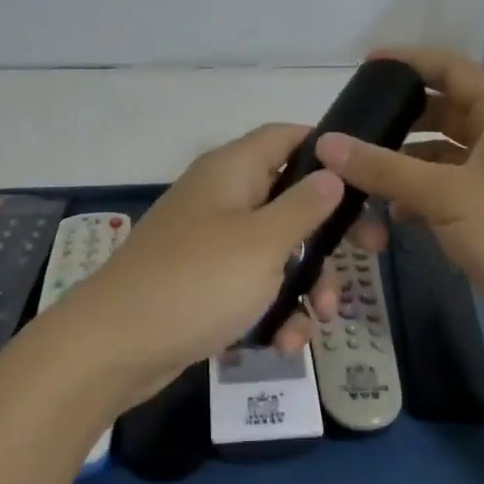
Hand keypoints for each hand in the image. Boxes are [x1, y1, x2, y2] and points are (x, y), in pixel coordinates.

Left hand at [56, 123, 348, 404]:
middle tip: (368, 256)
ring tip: (322, 320)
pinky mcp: (202, 283)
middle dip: (327, 236)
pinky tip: (285, 343)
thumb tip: (332, 170)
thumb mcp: (263, 242)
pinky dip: (272, 309)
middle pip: (289, 199)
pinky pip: (250, 286)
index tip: (364, 178)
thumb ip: (304, 206)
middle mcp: (221, 197)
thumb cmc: (198, 281)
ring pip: (275, 250)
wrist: (115, 346)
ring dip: (305, 283)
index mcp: (232, 170)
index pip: (285, 136)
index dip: (325, 149)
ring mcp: (210, 242)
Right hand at [317, 49, 483, 365]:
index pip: (450, 70)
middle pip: (442, 112)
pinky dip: (416, 198)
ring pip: (438, 157)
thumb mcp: (447, 194)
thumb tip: (326, 142)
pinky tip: (389, 216)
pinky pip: (443, 193)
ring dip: (402, 164)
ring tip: (355, 172)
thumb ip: (384, 168)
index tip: (364, 66)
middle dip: (399, 118)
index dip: (409, 61)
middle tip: (351, 124)